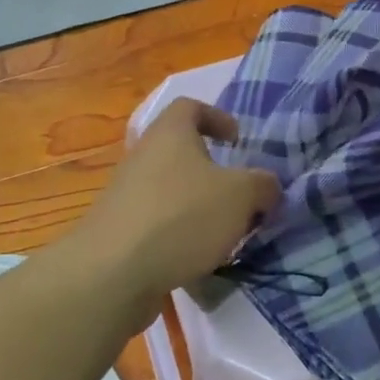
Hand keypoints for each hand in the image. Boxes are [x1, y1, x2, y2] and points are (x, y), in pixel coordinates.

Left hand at [75, 98, 280, 299]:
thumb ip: (263, 185)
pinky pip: (156, 222)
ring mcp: (125, 194)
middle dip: (212, 171)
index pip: (191, 107)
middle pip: (180, 151)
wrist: (112, 272)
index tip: (237, 140)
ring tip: (223, 233)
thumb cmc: (182, 216)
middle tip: (238, 194)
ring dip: (197, 206)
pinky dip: (178, 234)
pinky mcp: (118, 230)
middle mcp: (143, 155)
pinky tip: (195, 259)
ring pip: (170, 189)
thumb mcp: (241, 196)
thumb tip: (267, 186)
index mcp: (170, 133)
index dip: (217, 117)